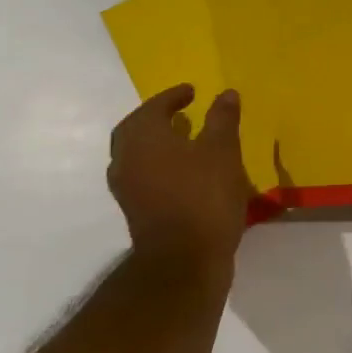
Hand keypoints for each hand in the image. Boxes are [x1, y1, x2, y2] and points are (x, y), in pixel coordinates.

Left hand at [108, 85, 251, 270]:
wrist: (184, 261)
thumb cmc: (203, 196)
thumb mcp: (222, 151)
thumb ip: (222, 119)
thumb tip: (225, 93)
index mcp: (142, 136)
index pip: (154, 106)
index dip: (173, 96)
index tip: (192, 92)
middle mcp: (126, 158)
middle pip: (136, 129)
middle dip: (157, 117)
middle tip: (180, 112)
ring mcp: (126, 187)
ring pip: (137, 154)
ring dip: (156, 142)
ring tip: (184, 139)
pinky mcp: (134, 210)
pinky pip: (143, 175)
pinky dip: (159, 165)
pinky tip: (184, 171)